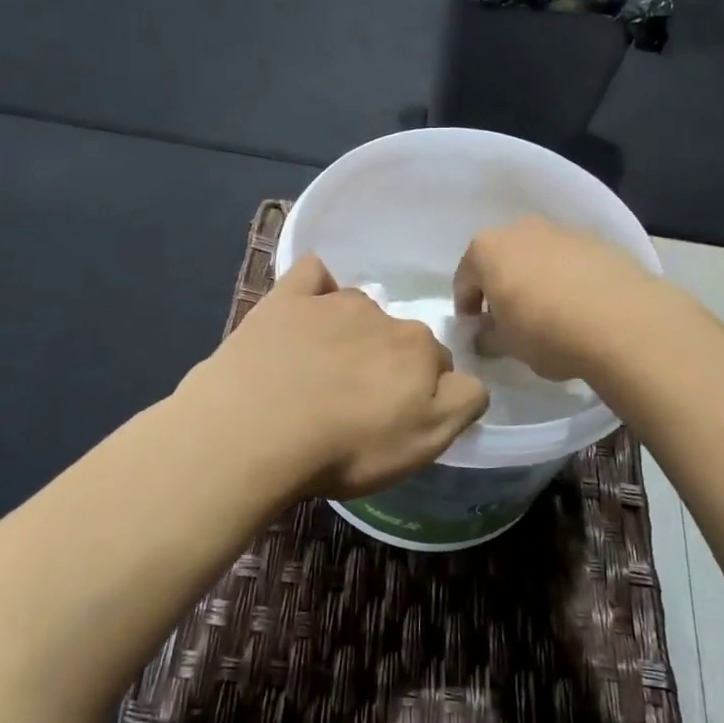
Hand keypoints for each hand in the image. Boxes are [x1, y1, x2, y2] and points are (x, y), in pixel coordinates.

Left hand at [177, 256, 489, 501]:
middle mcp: (381, 315)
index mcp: (418, 348)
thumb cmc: (345, 447)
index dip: (421, 392)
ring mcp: (330, 302)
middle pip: (397, 337)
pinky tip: (303, 312)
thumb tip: (468, 378)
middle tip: (356, 404)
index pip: (437, 364)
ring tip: (320, 372)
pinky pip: (312, 276)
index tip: (395, 418)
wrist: (255, 430)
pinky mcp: (286, 298)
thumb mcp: (423, 443)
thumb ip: (461, 403)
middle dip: (386, 363)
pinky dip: (315, 289)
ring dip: (351, 333)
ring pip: (357, 311)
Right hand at [453, 217, 657, 382]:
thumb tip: (483, 336)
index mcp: (487, 248)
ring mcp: (562, 230)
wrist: (623, 321)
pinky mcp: (598, 241)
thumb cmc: (547, 331)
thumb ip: (487, 338)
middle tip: (510, 320)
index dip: (467, 308)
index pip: (464, 279)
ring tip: (550, 314)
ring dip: (536, 280)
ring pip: (537, 256)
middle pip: (501, 259)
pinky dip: (568, 278)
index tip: (477, 331)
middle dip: (501, 286)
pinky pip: (570, 261)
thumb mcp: (507, 345)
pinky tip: (580, 307)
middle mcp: (521, 229)